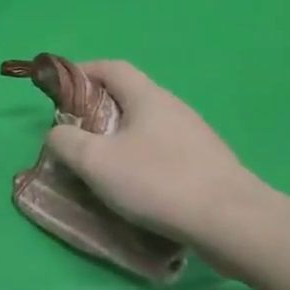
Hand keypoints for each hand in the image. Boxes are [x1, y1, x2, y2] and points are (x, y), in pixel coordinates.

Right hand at [45, 61, 272, 252]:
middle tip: (75, 137)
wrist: (230, 221)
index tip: (59, 91)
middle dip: (97, 111)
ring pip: (146, 127)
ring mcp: (194, 136)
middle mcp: (173, 108)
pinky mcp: (206, 164)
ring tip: (101, 167)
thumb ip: (66, 141)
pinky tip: (135, 188)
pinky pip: (163, 151)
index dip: (82, 72)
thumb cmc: (157, 182)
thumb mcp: (96, 162)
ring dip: (119, 139)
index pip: (111, 67)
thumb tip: (58, 133)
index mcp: (148, 97)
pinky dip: (141, 159)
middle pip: (129, 97)